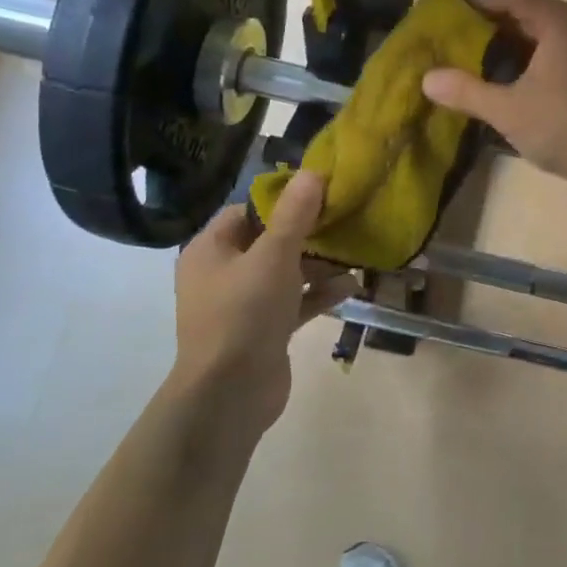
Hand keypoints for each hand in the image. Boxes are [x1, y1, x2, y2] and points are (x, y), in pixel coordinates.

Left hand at [172, 171, 355, 441]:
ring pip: (286, 273)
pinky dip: (320, 294)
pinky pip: (295, 302)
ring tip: (355, 253)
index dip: (282, 200)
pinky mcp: (264, 330)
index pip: (246, 211)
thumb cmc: (244, 314)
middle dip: (308, 233)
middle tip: (344, 220)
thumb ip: (295, 215)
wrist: (230, 394)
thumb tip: (313, 172)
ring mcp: (243, 305)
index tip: (320, 193)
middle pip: (270, 241)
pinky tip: (353, 286)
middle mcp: (223, 274)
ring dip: (319, 265)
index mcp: (211, 250)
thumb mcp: (273, 256)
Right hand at [421, 0, 566, 194]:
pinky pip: (551, 46)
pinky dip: (526, 57)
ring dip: (505, 44)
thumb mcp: (508, 111)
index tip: (442, 24)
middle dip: (485, 27)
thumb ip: (466, 91)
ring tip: (470, 64)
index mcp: (557, 20)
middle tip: (450, 46)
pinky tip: (505, 80)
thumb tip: (426, 78)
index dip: (471, 5)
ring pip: (536, 31)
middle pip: (521, 10)